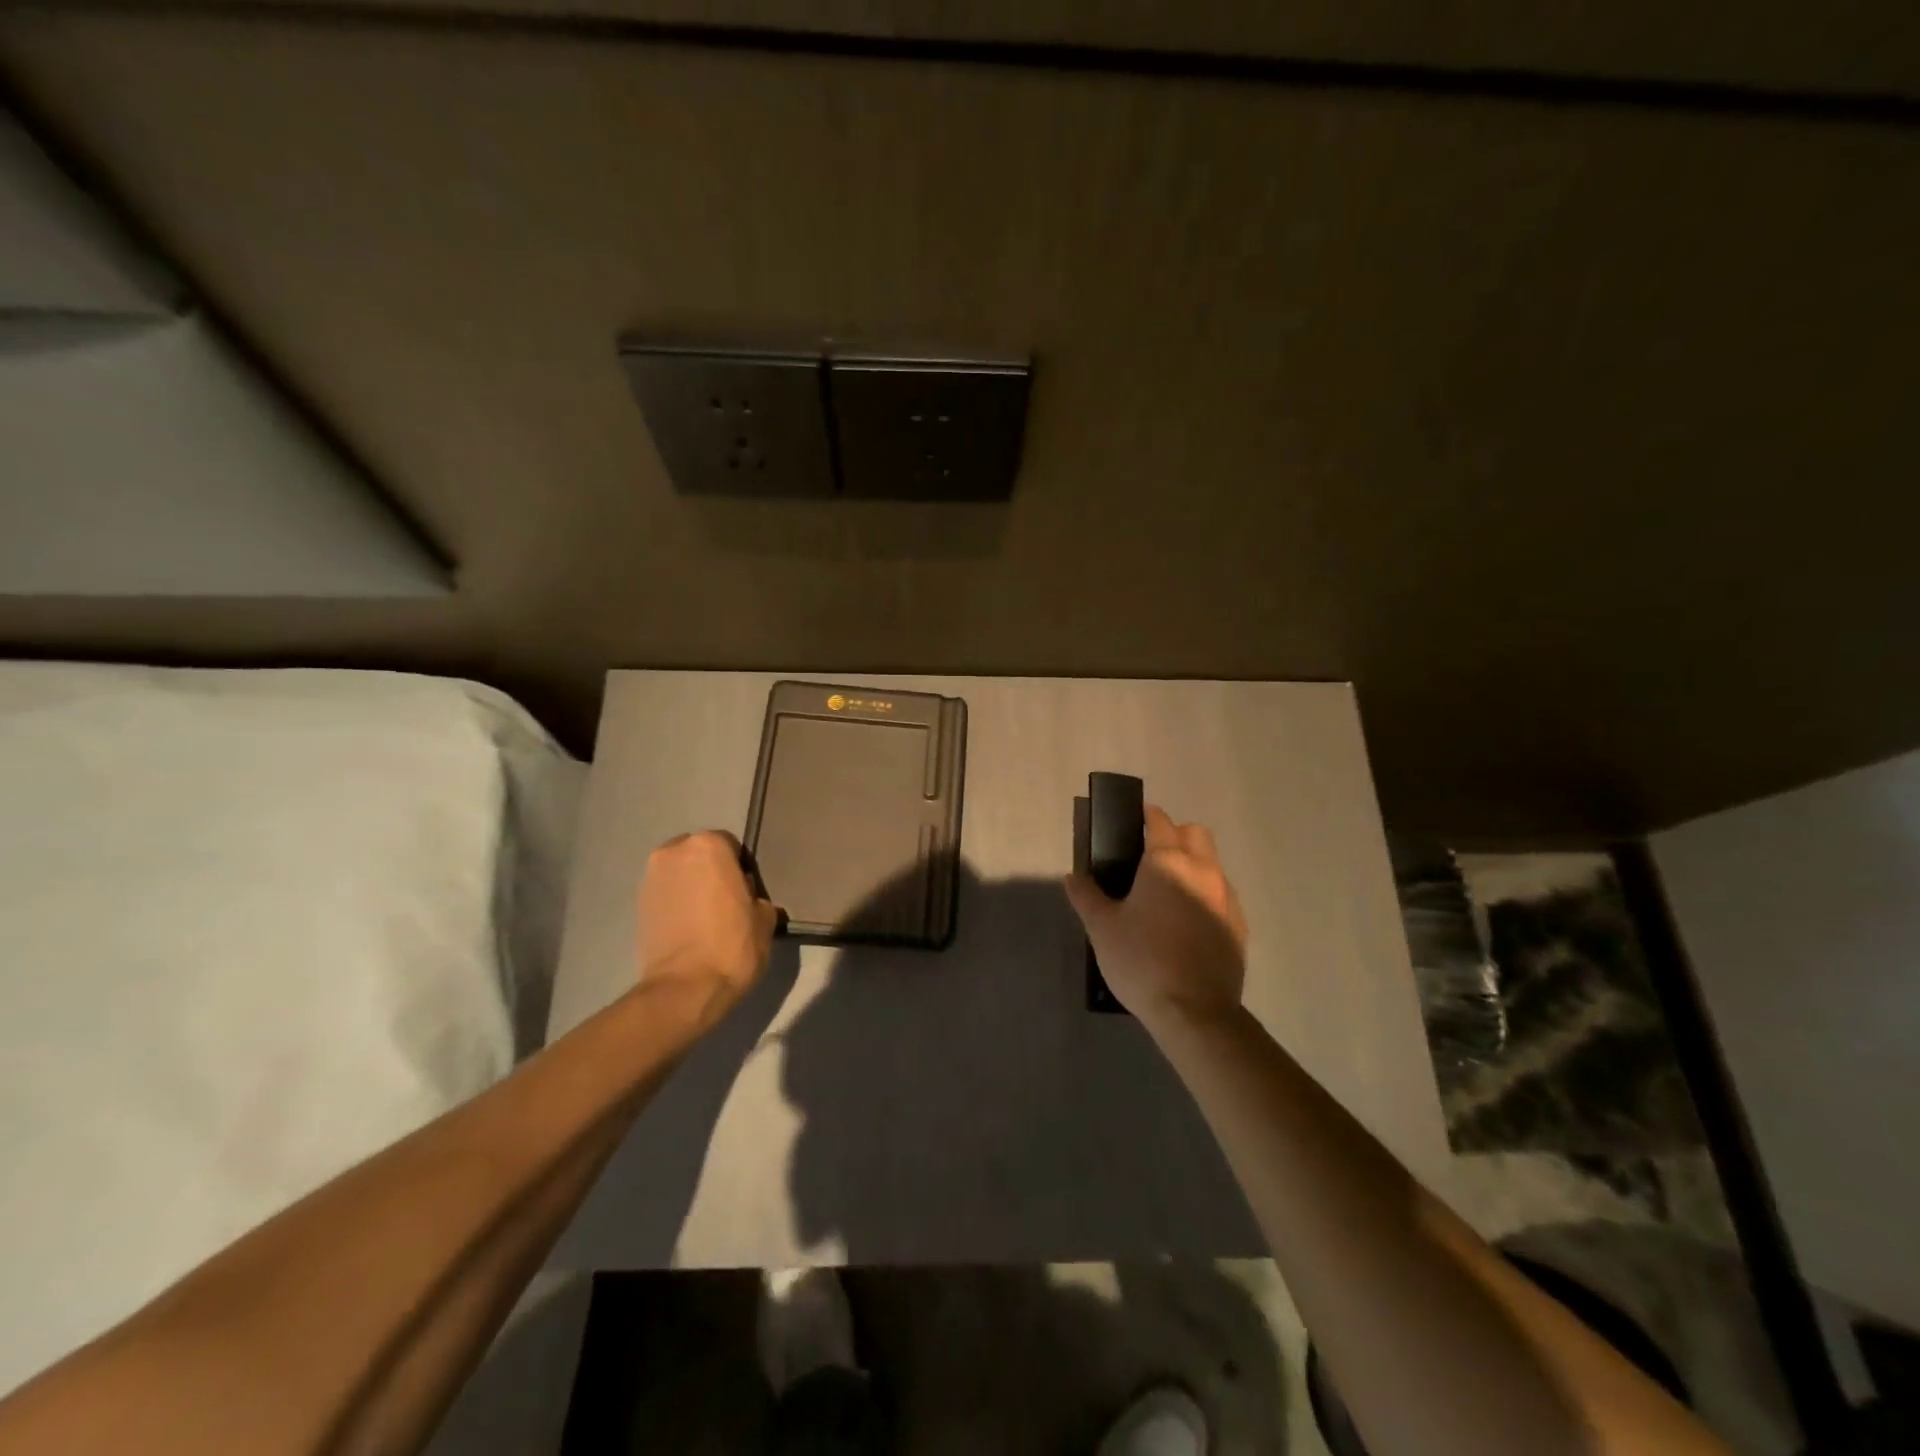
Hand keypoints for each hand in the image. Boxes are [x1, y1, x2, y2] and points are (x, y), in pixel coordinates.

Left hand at [637, 831, 780, 1011]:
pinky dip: (675, 904)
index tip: (746, 891)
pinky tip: (688, 928)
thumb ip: (756, 897)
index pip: (730, 845)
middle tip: (725, 901)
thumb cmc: (732, 945)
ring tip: (704, 917)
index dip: (740, 867)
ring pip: (679, 873)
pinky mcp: (637, 905)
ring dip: (691, 887)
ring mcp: (651, 878)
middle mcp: (674, 852)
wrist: (685, 989)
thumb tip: (749, 899)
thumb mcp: (765, 919)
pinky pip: (665, 894)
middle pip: (699, 854)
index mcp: (709, 845)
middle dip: (711, 872)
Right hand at [1065, 806, 1246, 1031]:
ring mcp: (1226, 898)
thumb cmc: (1142, 961)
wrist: (1194, 1012)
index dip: (1147, 817)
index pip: (1160, 822)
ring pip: (1212, 864)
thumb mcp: (1102, 928)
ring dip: (1193, 865)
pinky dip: (1206, 896)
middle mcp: (1203, 871)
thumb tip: (1072, 876)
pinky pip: (1222, 895)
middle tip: (1149, 857)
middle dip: (1175, 835)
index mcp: (1167, 863)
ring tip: (1167, 894)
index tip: (1133, 823)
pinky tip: (1187, 923)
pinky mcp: (1239, 926)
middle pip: (1195, 834)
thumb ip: (1086, 896)